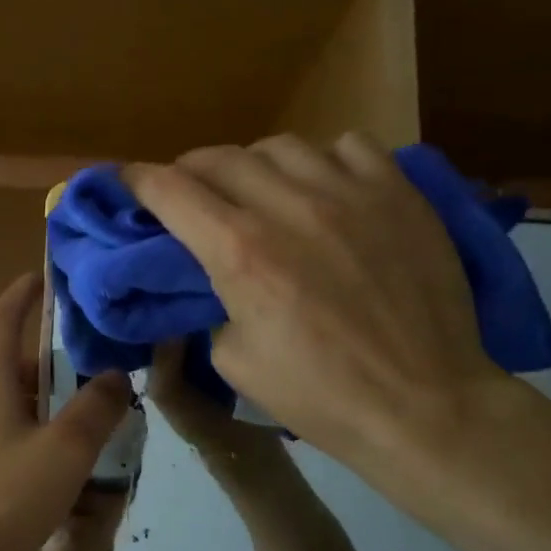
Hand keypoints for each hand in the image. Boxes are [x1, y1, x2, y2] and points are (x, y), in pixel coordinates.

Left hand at [0, 273, 132, 550]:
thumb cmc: (1, 498)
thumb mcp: (65, 453)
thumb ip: (96, 410)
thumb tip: (116, 375)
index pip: (0, 316)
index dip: (21, 293)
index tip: (39, 278)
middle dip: (27, 352)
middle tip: (66, 366)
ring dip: (16, 390)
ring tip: (54, 415)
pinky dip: (3, 420)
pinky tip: (26, 458)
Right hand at [125, 135, 508, 483]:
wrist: (424, 404)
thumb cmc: (321, 396)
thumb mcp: (235, 362)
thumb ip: (212, 305)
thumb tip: (213, 279)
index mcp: (240, 252)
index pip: (169, 190)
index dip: (137, 180)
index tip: (127, 182)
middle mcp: (288, 206)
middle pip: (218, 157)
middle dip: (189, 172)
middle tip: (190, 195)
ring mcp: (349, 191)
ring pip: (279, 145)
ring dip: (253, 165)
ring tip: (260, 191)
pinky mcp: (398, 191)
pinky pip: (348, 146)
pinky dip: (323, 161)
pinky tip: (327, 190)